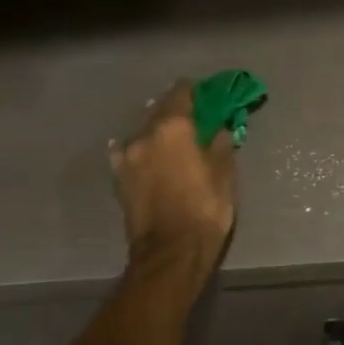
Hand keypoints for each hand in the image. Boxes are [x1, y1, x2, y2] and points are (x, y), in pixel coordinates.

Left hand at [110, 80, 236, 275]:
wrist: (170, 252)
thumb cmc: (205, 208)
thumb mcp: (224, 174)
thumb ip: (220, 144)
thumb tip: (219, 128)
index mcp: (173, 127)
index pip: (182, 92)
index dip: (196, 91)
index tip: (207, 96)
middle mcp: (145, 135)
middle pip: (159, 109)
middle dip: (176, 110)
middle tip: (193, 118)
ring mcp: (127, 157)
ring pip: (143, 131)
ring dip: (157, 131)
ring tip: (171, 140)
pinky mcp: (119, 179)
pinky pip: (128, 153)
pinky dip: (138, 150)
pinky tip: (145, 155)